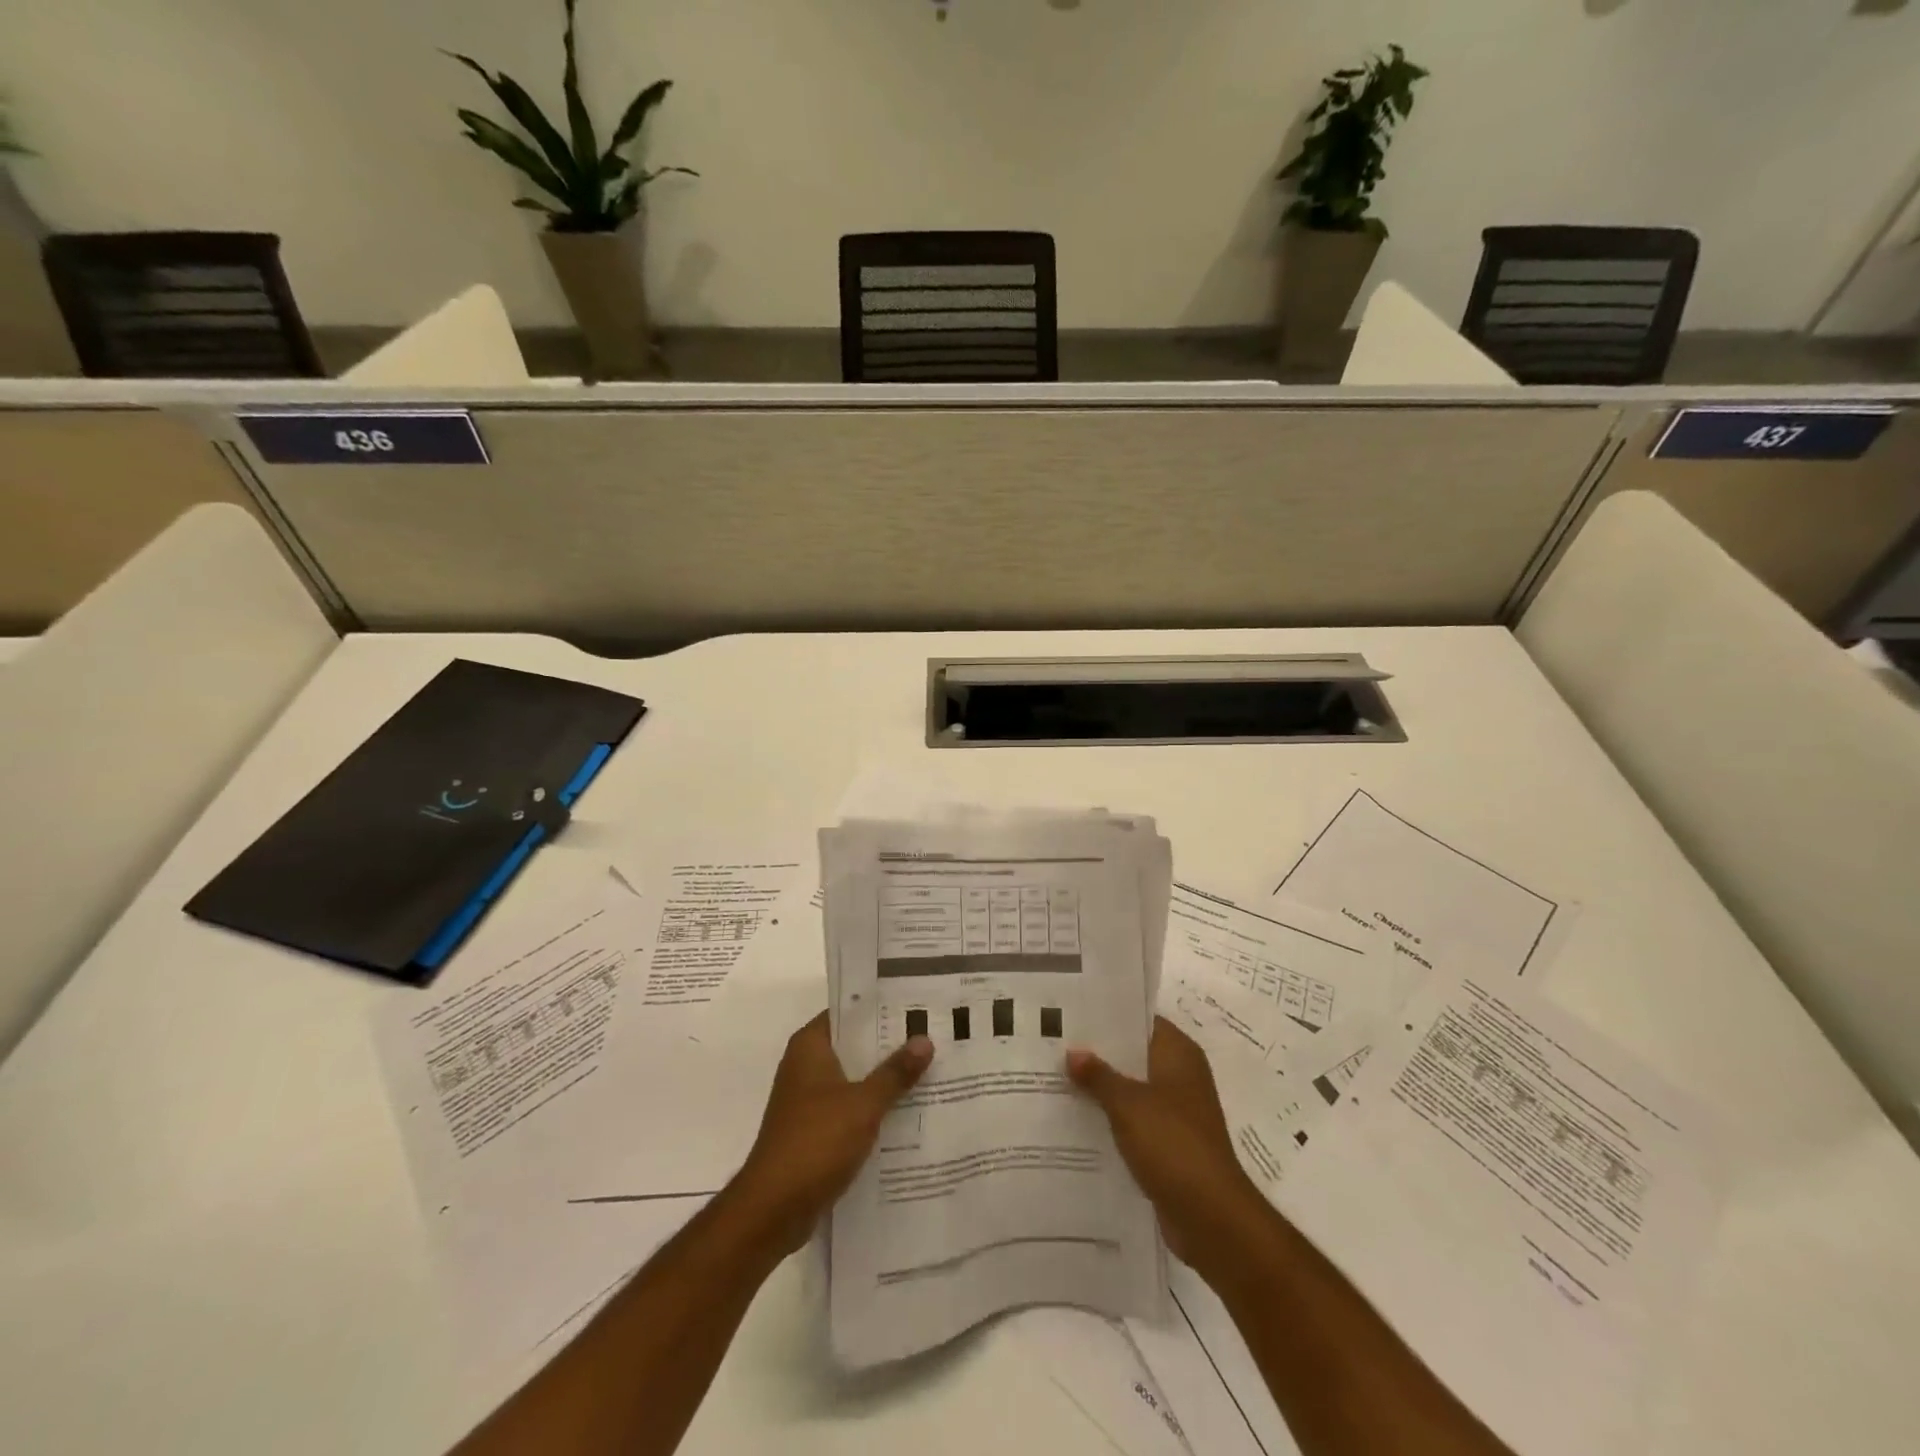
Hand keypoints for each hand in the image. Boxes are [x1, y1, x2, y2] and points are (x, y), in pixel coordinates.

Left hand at [730, 1013, 933, 1256]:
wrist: (773, 1209)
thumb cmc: (816, 1142)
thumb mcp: (863, 1104)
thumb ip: (895, 1072)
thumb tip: (925, 1041)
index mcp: (810, 1047)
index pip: (848, 1012)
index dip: (880, 1008)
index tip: (915, 1006)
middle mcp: (805, 1066)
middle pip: (854, 1046)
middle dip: (889, 1046)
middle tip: (932, 1038)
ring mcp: (807, 1101)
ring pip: (853, 1080)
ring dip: (883, 1081)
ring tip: (929, 1073)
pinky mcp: (813, 1132)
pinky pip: (849, 1109)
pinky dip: (872, 1110)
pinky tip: (907, 1115)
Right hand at [1067, 1017, 1269, 1281]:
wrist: (1211, 1217)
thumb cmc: (1173, 1144)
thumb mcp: (1128, 1104)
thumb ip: (1098, 1076)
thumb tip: (1073, 1052)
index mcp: (1178, 1054)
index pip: (1141, 1020)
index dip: (1109, 1015)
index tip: (1073, 1012)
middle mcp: (1181, 1076)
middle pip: (1134, 1054)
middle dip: (1099, 1053)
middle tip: (1055, 1044)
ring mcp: (1177, 1112)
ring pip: (1133, 1089)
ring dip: (1103, 1089)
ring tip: (1057, 1079)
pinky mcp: (1170, 1144)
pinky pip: (1135, 1121)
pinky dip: (1112, 1120)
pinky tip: (1077, 1120)